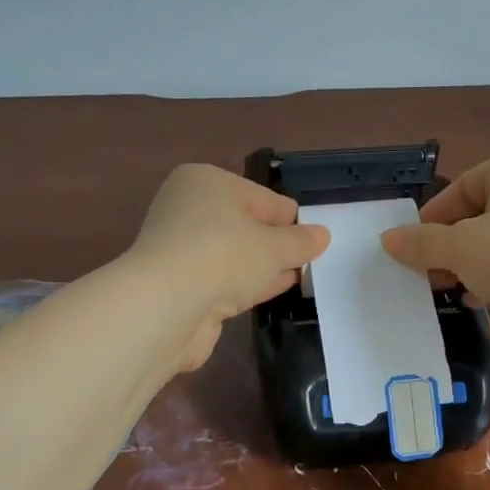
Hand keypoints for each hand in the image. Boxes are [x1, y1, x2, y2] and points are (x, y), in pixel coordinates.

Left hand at [124, 164, 330, 371]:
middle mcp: (188, 209)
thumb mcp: (275, 246)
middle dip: (276, 243)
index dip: (291, 219)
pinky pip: (224, 280)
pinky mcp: (180, 285)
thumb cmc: (224, 255)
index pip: (263, 198)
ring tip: (301, 276)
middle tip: (311, 259)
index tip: (315, 239)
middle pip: (246, 225)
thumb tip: (322, 235)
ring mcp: (181, 249)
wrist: (167, 306)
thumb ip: (301, 241)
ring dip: (263, 266)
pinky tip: (274, 291)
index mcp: (206, 182)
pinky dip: (247, 285)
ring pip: (235, 255)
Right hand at [381, 150, 489, 333]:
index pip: (464, 185)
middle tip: (428, 271)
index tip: (412, 246)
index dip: (433, 216)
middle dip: (450, 244)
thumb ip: (420, 242)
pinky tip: (479, 299)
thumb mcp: (458, 248)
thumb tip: (388, 239)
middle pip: (481, 213)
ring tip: (450, 288)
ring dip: (470, 263)